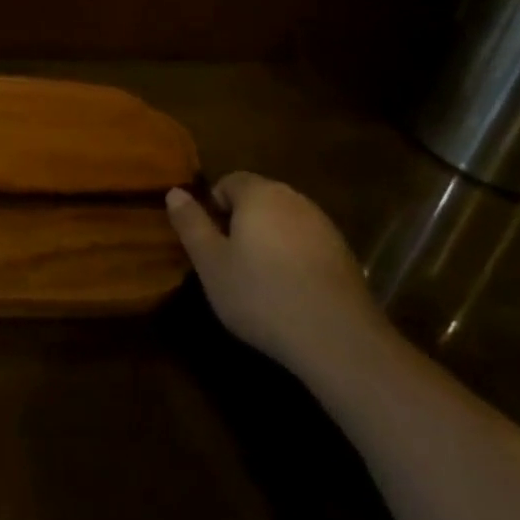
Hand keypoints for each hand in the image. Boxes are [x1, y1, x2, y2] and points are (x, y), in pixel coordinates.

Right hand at [166, 172, 384, 372]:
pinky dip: (293, 257)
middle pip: (258, 199)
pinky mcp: (344, 254)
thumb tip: (175, 192)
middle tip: (228, 261)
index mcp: (259, 194)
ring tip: (258, 279)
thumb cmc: (261, 294)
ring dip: (267, 240)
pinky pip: (306, 243)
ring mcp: (324, 226)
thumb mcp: (210, 262)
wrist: (338, 339)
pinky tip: (289, 292)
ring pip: (283, 221)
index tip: (209, 241)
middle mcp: (294, 200)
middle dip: (240, 222)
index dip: (213, 206)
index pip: (229, 181)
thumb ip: (191, 223)